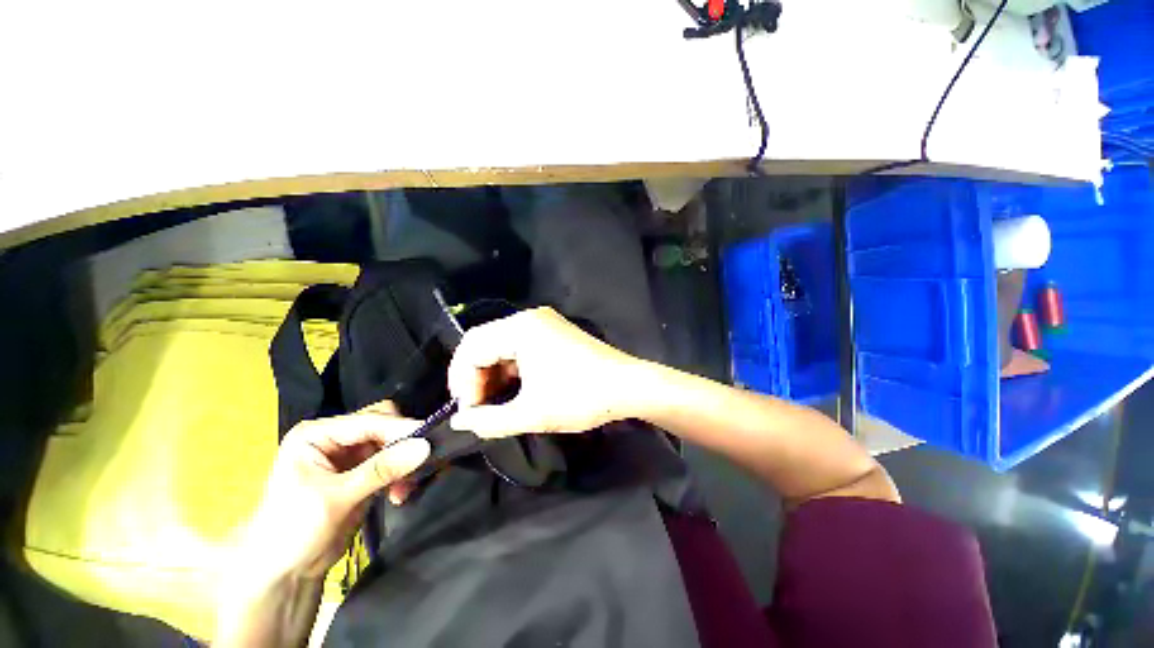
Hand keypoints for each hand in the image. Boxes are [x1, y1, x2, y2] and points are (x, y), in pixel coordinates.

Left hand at [238, 403, 429, 581]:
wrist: (282, 574)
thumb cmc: (293, 531)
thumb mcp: (336, 498)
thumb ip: (381, 469)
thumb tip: (424, 446)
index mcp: (317, 434)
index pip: (369, 420)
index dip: (400, 428)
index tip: (430, 438)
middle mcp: (335, 438)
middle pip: (382, 425)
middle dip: (403, 442)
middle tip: (420, 461)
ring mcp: (349, 455)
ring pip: (391, 443)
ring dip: (404, 461)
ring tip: (407, 486)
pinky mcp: (361, 472)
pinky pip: (392, 462)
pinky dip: (401, 474)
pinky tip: (401, 494)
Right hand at [448, 307, 642, 437]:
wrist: (628, 386)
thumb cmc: (580, 397)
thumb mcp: (531, 413)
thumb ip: (489, 420)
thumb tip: (460, 423)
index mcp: (520, 328)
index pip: (471, 347)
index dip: (462, 381)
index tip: (468, 412)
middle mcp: (529, 317)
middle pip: (485, 342)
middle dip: (475, 376)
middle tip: (477, 408)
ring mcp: (545, 323)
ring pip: (503, 345)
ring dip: (493, 373)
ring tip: (494, 402)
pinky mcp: (555, 332)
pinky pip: (521, 346)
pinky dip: (512, 368)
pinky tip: (514, 389)